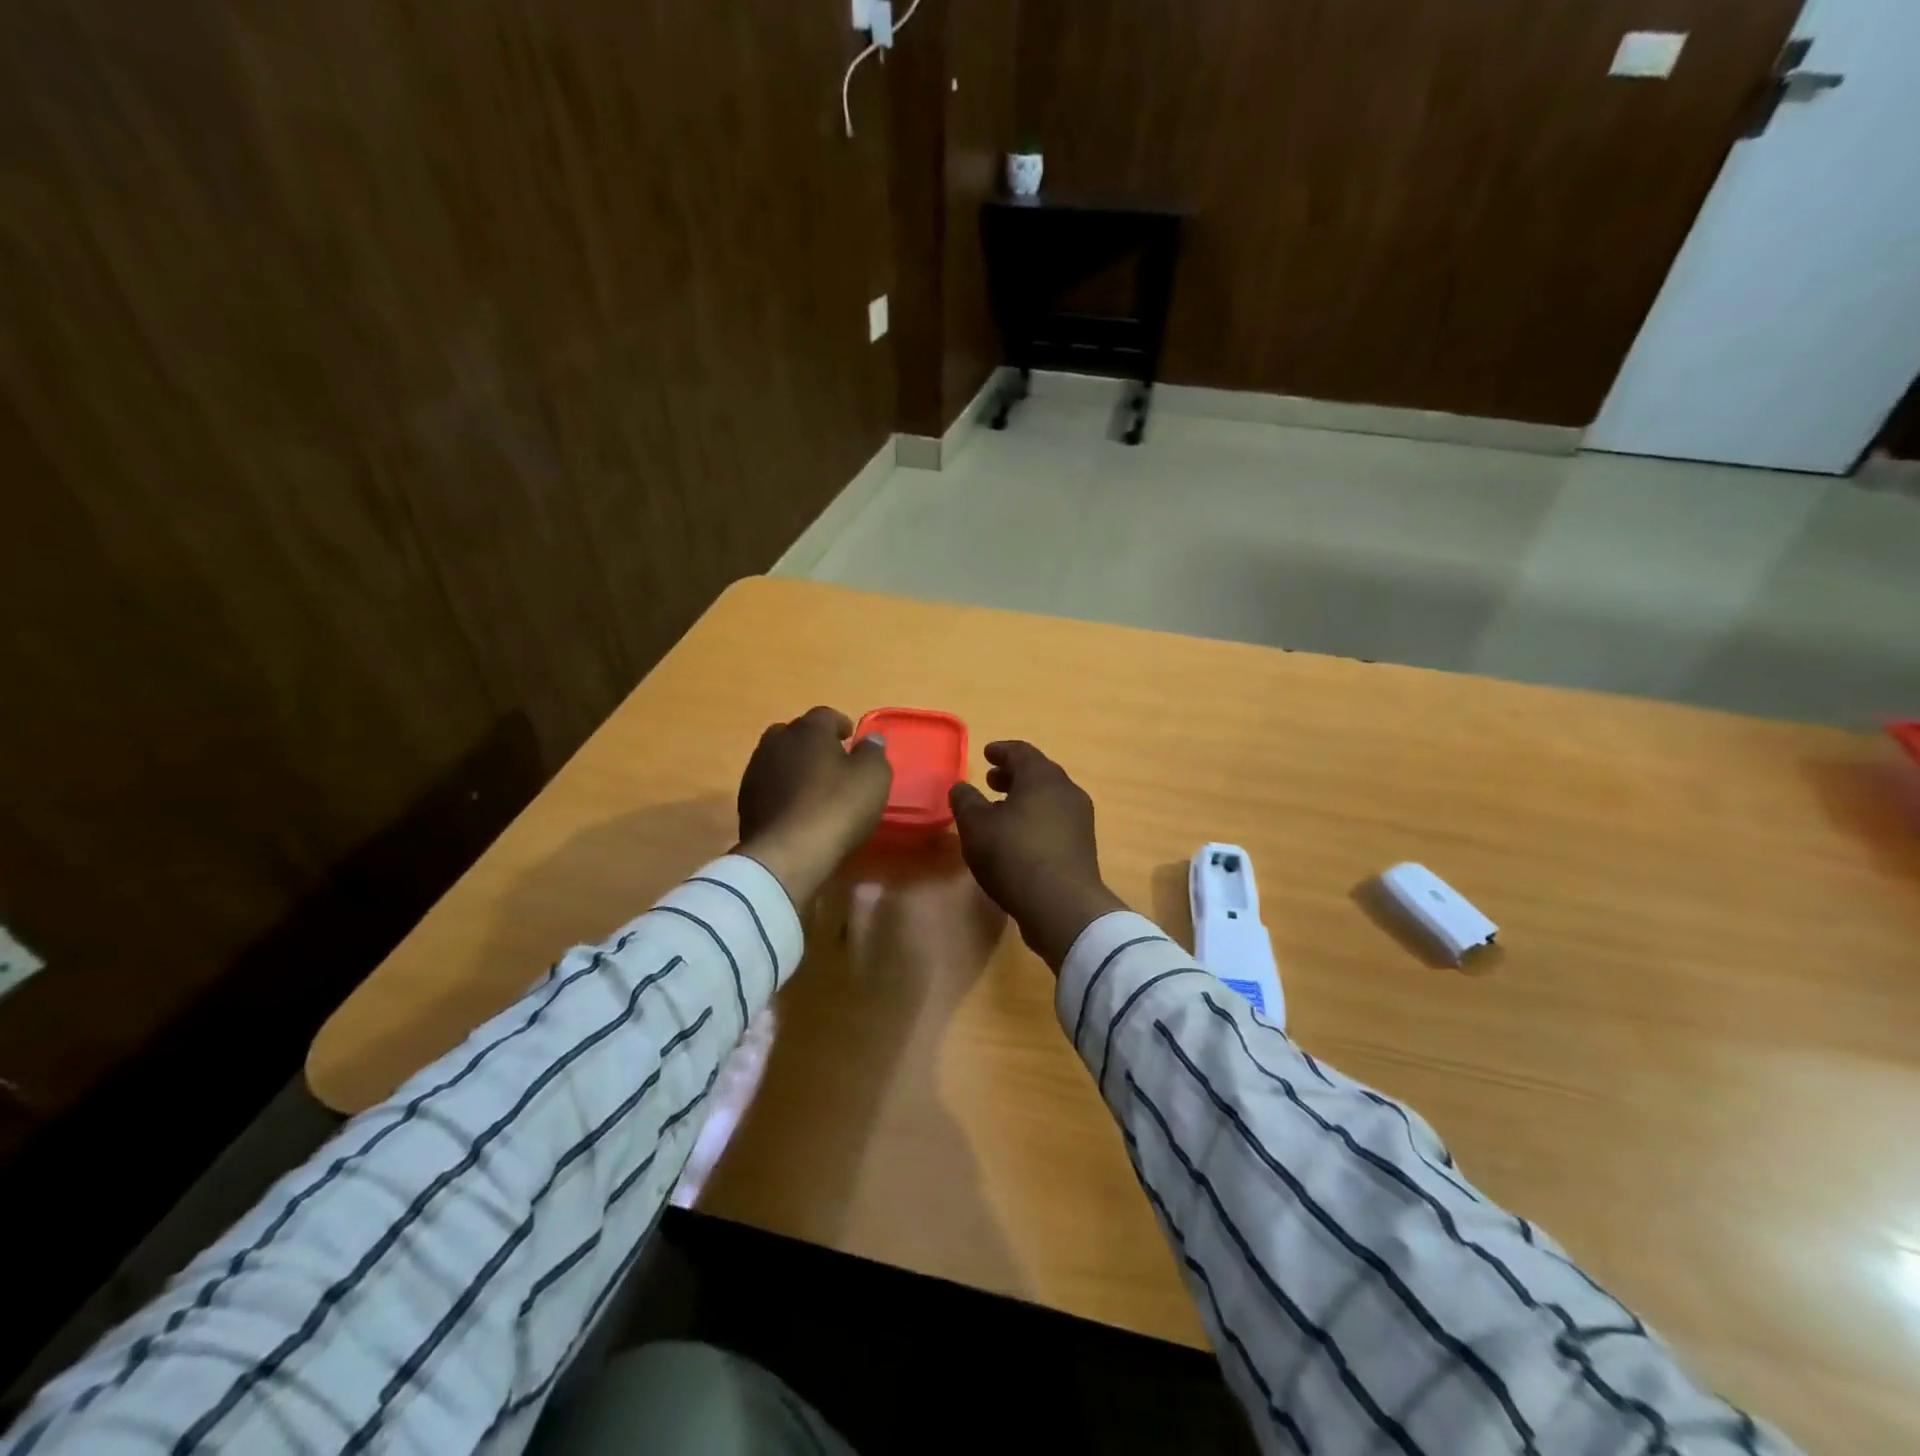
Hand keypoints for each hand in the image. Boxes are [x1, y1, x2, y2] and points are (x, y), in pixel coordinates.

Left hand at [736, 707, 891, 905]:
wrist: (787, 852)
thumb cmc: (837, 806)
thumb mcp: (873, 776)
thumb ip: (873, 752)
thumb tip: (871, 738)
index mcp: (808, 730)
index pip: (825, 715)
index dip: (840, 724)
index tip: (851, 738)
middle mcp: (776, 742)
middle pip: (795, 733)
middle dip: (812, 743)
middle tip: (832, 761)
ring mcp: (755, 772)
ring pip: (777, 759)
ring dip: (794, 767)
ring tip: (812, 786)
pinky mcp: (744, 802)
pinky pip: (768, 787)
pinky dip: (781, 791)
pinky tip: (795, 809)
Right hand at [949, 741, 1126, 971]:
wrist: (1062, 905)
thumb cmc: (1014, 855)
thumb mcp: (976, 827)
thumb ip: (965, 801)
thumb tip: (961, 787)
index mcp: (1042, 776)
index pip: (1021, 752)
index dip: (1001, 751)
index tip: (987, 754)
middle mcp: (1066, 790)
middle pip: (1039, 773)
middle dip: (1013, 775)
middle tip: (991, 781)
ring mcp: (1080, 819)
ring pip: (1049, 798)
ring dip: (1025, 799)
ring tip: (1001, 811)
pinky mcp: (1083, 846)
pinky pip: (1056, 820)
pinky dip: (1036, 819)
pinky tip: (1019, 838)